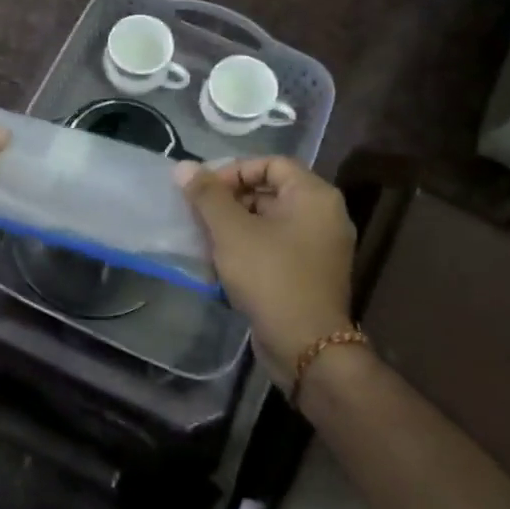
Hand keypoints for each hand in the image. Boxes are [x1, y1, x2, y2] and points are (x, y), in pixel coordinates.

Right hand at [178, 157, 355, 379]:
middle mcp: (325, 215)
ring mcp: (321, 246)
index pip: (271, 163)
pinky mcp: (312, 273)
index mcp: (314, 196)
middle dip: (231, 200)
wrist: (306, 345)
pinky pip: (277, 246)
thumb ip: (207, 196)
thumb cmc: (270, 277)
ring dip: (236, 226)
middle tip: (200, 215)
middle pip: (271, 191)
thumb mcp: (231, 231)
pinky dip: (251, 247)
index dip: (234, 171)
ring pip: (271, 221)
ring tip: (206, 240)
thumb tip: (184, 167)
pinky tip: (222, 264)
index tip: (204, 190)